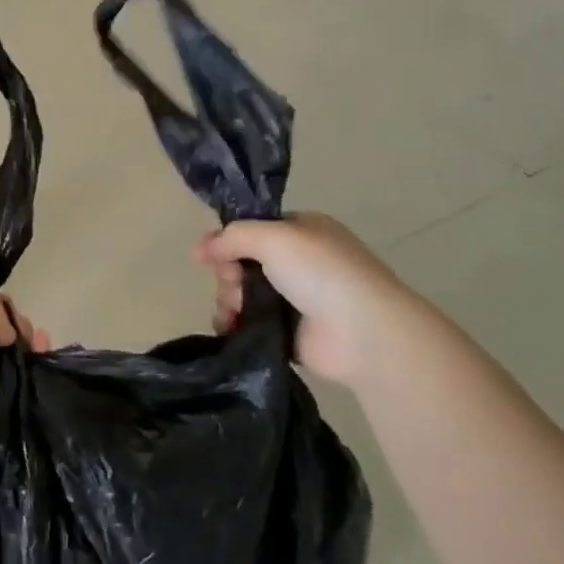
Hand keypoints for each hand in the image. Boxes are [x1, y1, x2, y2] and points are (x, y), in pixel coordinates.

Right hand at [196, 214, 414, 384]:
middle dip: (228, 274)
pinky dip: (234, 325)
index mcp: (302, 232)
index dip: (227, 241)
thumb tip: (200, 248)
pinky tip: (229, 327)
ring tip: (235, 311)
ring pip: (241, 294)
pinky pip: (248, 324)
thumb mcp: (274, 237)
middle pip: (241, 263)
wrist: (362, 333)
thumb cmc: (321, 273)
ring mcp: (294, 299)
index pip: (252, 230)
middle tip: (232, 283)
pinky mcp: (287, 332)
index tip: (207, 255)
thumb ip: (233, 236)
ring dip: (228, 300)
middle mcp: (298, 263)